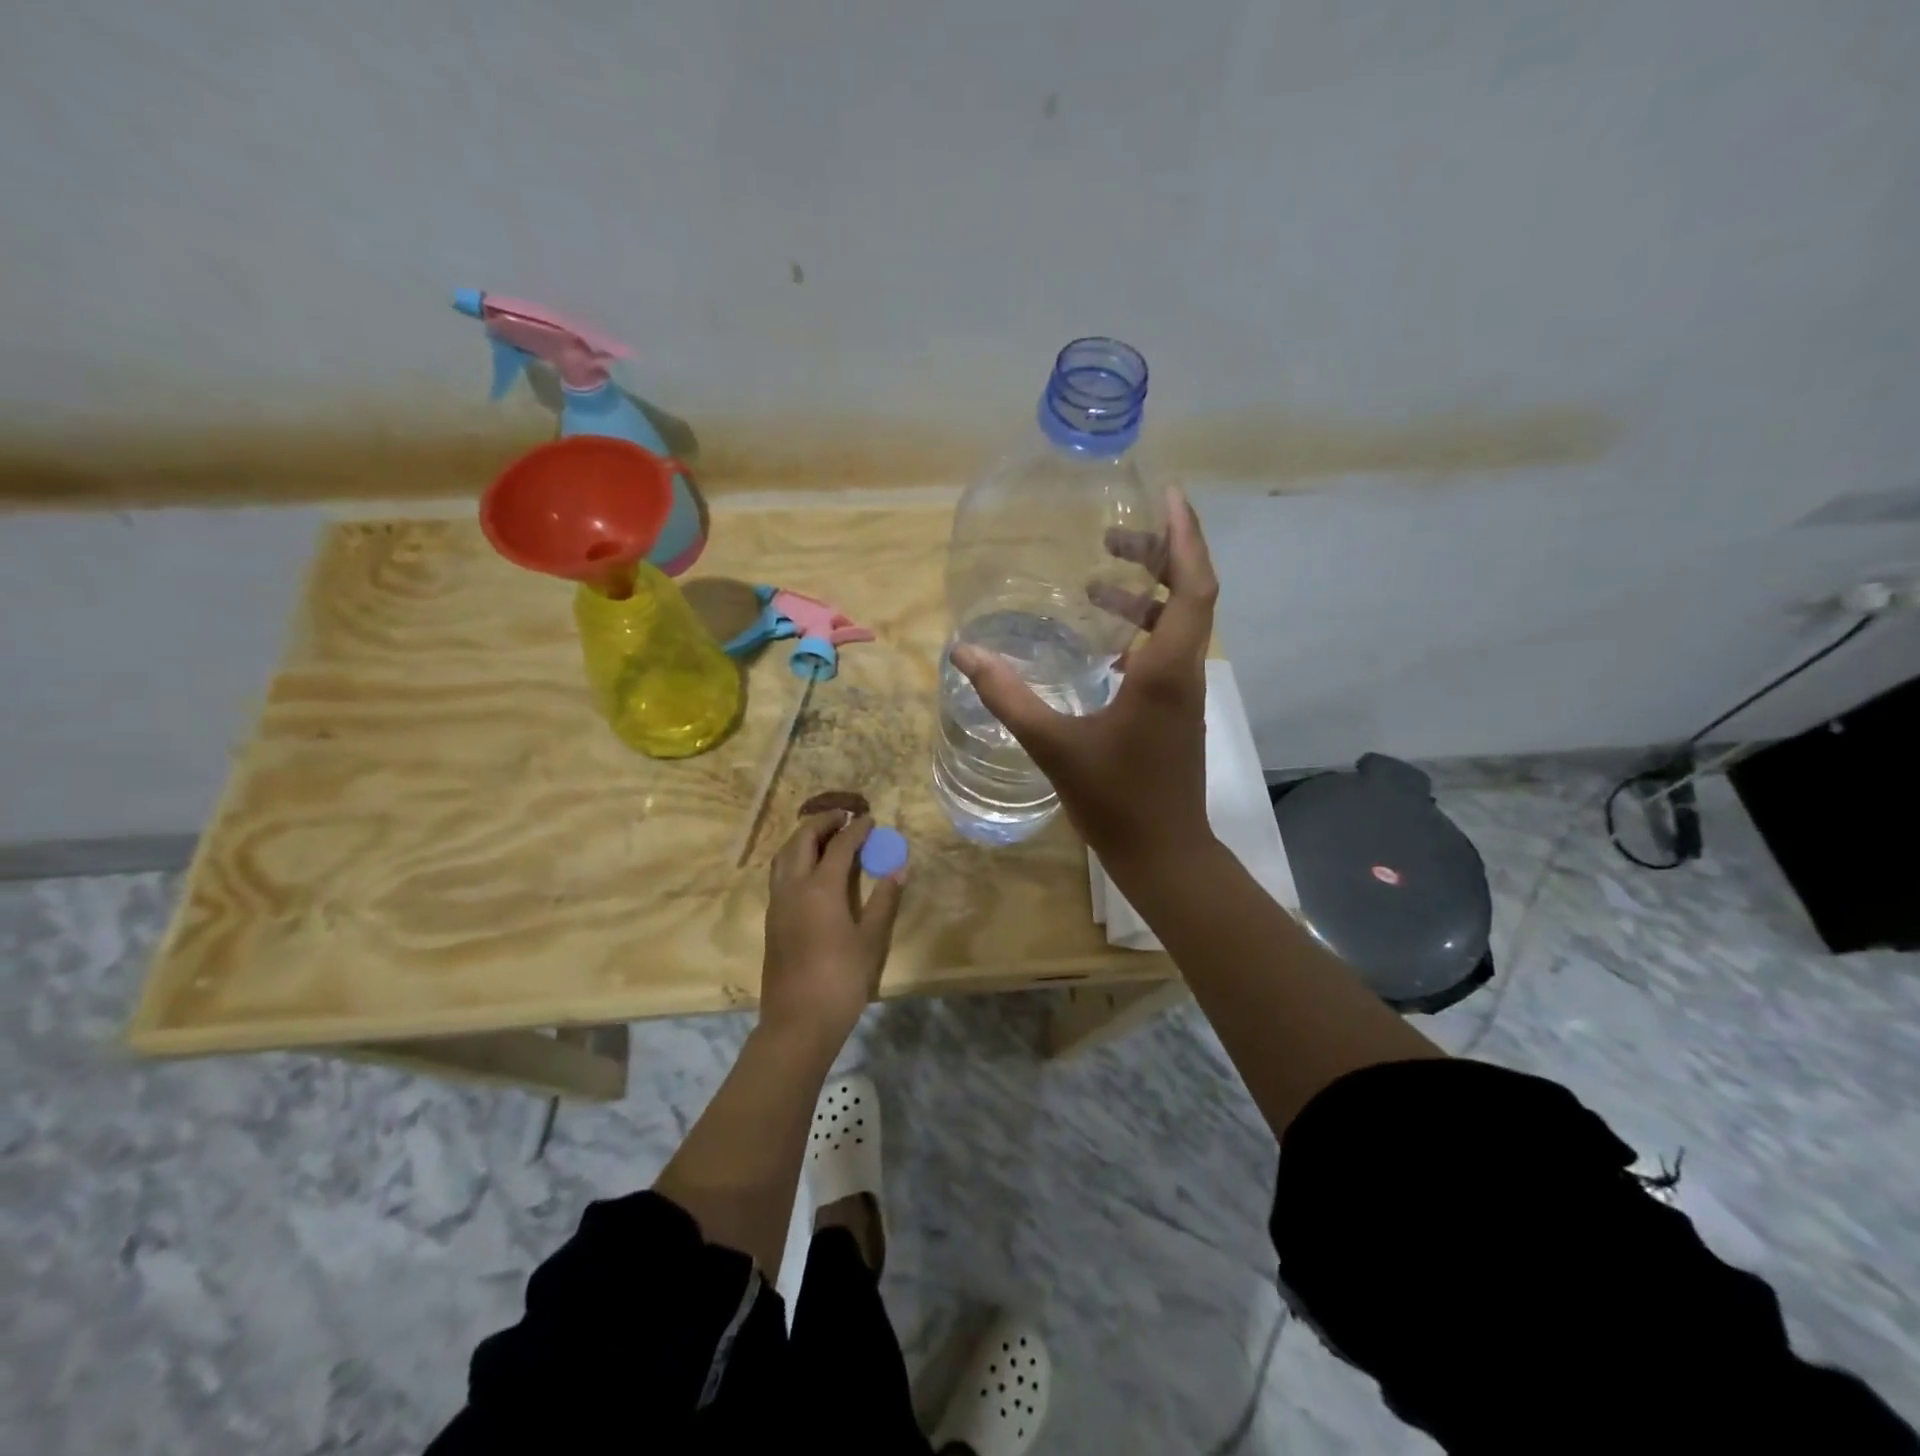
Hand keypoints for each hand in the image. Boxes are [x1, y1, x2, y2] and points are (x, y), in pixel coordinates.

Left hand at [760, 813, 906, 1045]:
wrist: (798, 1022)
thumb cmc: (841, 980)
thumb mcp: (871, 940)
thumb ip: (884, 899)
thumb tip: (898, 866)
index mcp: (820, 888)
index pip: (839, 845)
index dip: (856, 829)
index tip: (870, 819)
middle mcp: (793, 887)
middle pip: (802, 840)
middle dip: (823, 822)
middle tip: (844, 817)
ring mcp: (778, 903)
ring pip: (785, 855)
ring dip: (804, 838)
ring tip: (826, 835)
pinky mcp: (772, 919)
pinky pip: (780, 873)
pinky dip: (795, 857)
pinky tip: (811, 868)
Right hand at [952, 485, 1217, 873]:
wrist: (1163, 853)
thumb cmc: (1115, 800)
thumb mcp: (1053, 745)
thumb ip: (1009, 697)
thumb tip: (964, 653)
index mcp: (1165, 670)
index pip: (1192, 586)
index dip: (1184, 535)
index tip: (1166, 494)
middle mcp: (1183, 672)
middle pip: (1189, 594)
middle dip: (1160, 554)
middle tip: (1115, 535)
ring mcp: (1182, 693)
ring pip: (1176, 624)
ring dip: (1146, 595)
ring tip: (1097, 582)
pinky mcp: (1173, 711)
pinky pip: (1163, 652)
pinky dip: (1139, 631)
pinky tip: (1102, 642)